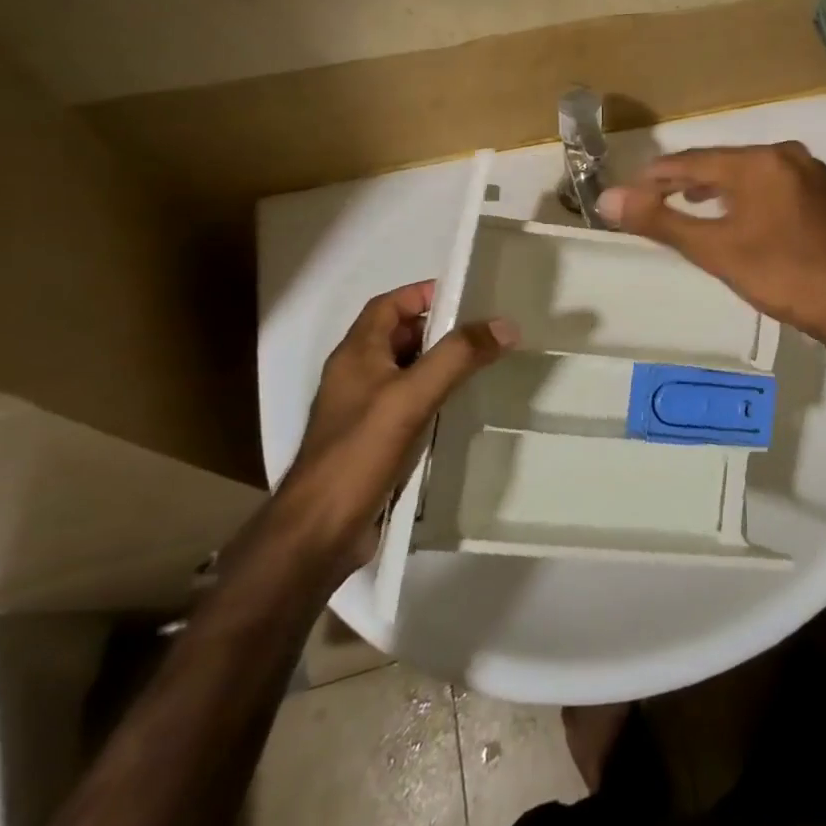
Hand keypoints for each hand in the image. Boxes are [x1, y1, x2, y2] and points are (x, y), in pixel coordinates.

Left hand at [281, 281, 514, 568]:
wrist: (319, 531)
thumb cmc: (360, 452)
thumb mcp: (412, 396)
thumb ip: (457, 357)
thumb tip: (505, 324)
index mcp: (355, 354)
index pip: (387, 305)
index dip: (421, 294)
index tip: (465, 296)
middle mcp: (355, 376)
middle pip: (398, 336)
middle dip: (438, 329)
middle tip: (483, 332)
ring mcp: (361, 411)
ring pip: (404, 372)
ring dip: (438, 364)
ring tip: (481, 366)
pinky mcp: (371, 442)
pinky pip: (406, 405)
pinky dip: (432, 397)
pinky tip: (458, 410)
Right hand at [595, 142, 825, 347]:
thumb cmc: (780, 275)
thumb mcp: (714, 249)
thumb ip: (660, 220)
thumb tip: (607, 199)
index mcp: (758, 161)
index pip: (694, 161)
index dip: (659, 175)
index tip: (633, 188)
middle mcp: (789, 154)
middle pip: (726, 161)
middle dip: (690, 179)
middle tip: (660, 196)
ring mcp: (816, 171)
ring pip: (755, 171)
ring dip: (723, 186)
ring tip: (697, 203)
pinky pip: (782, 183)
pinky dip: (756, 194)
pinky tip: (749, 214)